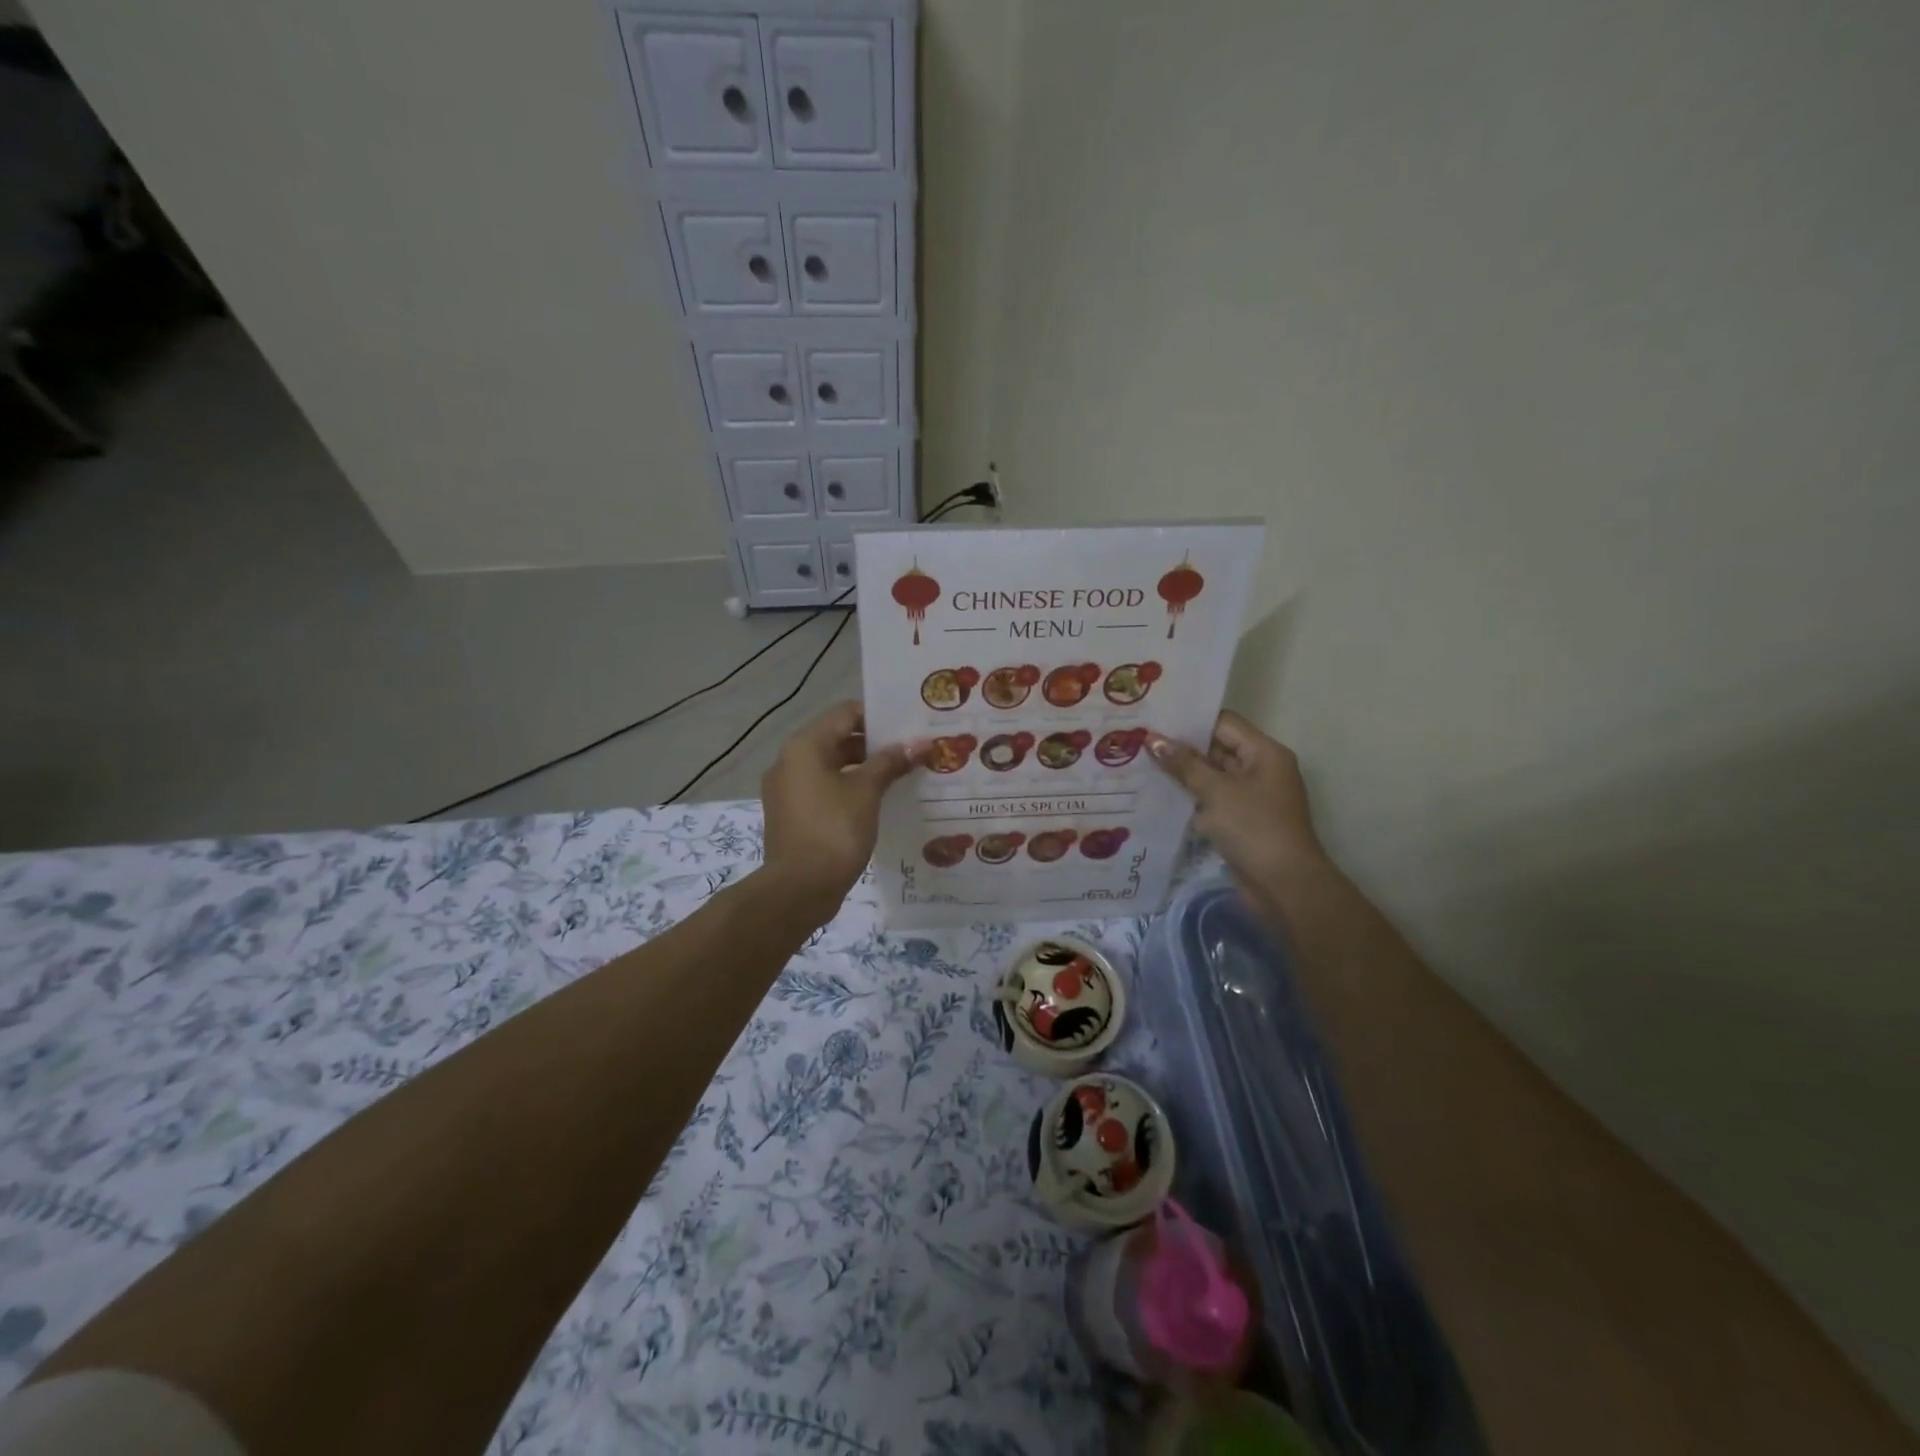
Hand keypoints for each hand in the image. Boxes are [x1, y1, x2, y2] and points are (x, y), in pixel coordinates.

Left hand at [760, 701, 919, 917]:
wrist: (799, 888)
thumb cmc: (834, 830)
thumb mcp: (867, 792)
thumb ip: (891, 762)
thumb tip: (918, 744)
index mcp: (805, 746)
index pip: (846, 713)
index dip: (879, 717)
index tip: (909, 727)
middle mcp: (790, 761)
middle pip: (838, 738)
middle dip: (875, 745)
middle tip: (911, 752)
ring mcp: (787, 789)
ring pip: (831, 766)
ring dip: (864, 769)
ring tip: (900, 777)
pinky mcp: (791, 814)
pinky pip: (824, 790)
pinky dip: (848, 789)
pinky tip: (877, 802)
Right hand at [1148, 711, 1326, 903]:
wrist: (1284, 886)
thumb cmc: (1254, 828)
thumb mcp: (1216, 791)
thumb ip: (1184, 764)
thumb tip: (1153, 739)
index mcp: (1264, 753)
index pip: (1223, 723)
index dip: (1189, 720)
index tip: (1153, 719)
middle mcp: (1260, 769)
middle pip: (1216, 748)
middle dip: (1181, 747)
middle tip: (1139, 741)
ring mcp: (1251, 797)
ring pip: (1211, 776)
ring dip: (1182, 774)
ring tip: (1140, 764)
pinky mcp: (1241, 820)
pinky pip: (1212, 800)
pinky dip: (1190, 798)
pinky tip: (1157, 795)